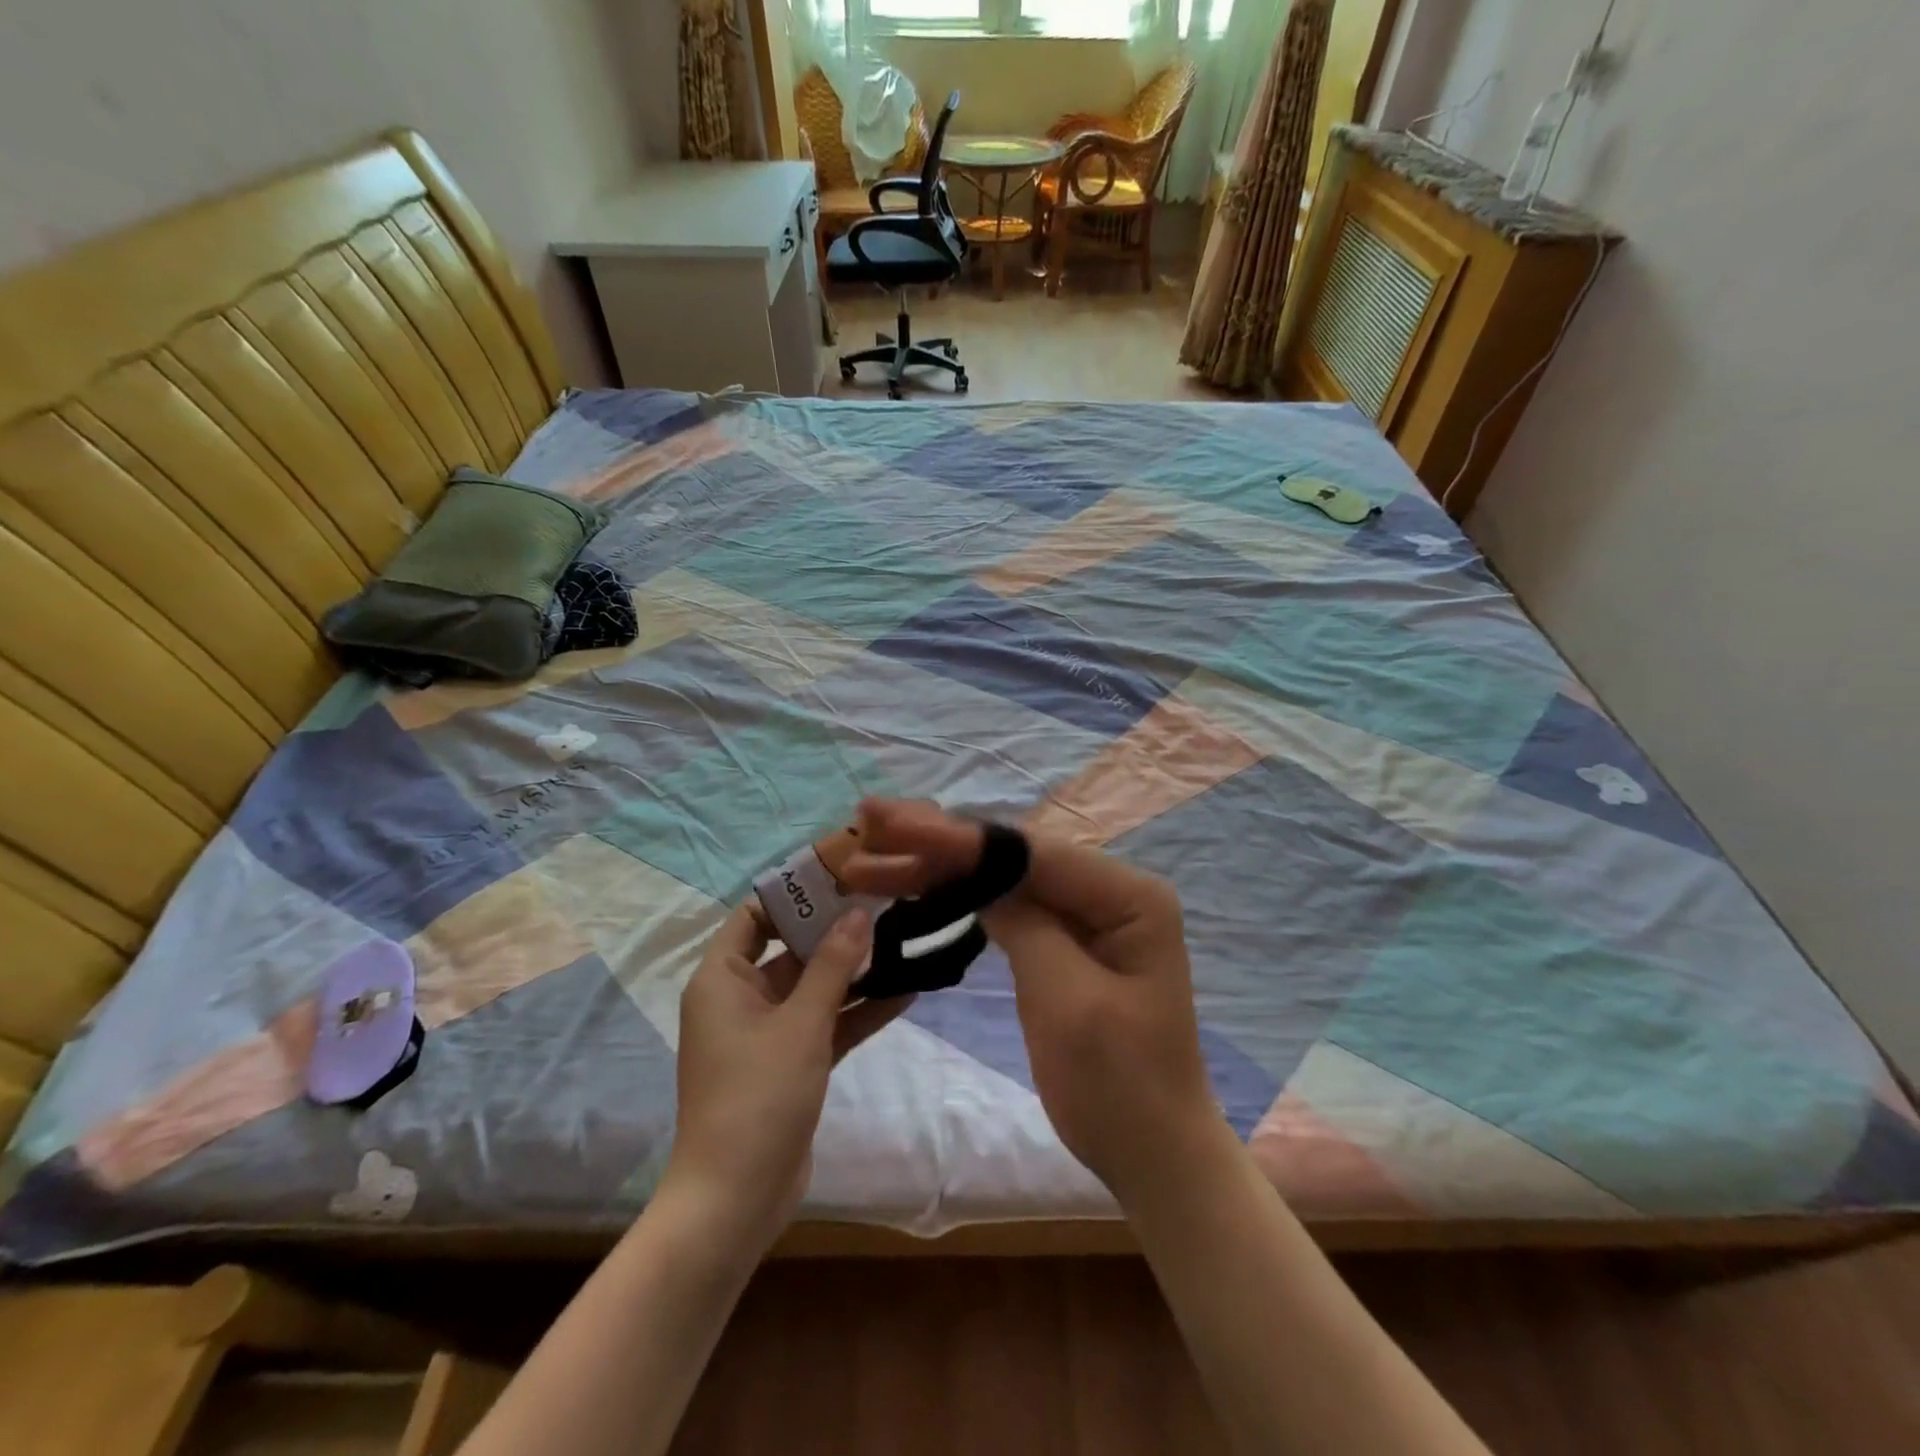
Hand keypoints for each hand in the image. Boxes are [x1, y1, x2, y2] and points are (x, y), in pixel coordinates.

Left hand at [662, 902, 908, 1249]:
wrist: (736, 1200)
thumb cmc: (757, 1096)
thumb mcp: (800, 1023)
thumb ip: (832, 965)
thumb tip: (859, 913)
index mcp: (723, 979)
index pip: (754, 915)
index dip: (793, 893)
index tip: (840, 875)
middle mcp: (740, 998)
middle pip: (790, 949)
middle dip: (835, 930)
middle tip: (885, 902)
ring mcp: (767, 1033)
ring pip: (814, 987)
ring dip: (853, 971)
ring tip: (903, 940)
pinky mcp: (790, 1063)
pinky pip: (826, 1024)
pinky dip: (857, 1011)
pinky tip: (905, 992)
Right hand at [840, 800, 1220, 1203]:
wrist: (1151, 1153)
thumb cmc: (1117, 1084)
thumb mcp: (1067, 1000)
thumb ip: (1025, 924)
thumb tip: (977, 874)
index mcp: (1128, 895)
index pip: (1031, 852)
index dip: (959, 838)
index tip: (896, 825)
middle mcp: (1109, 889)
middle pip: (1013, 855)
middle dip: (940, 841)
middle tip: (871, 818)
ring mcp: (1085, 913)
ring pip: (1002, 876)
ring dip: (940, 863)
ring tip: (876, 850)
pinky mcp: (1063, 938)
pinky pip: (1006, 904)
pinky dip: (959, 892)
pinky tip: (919, 881)